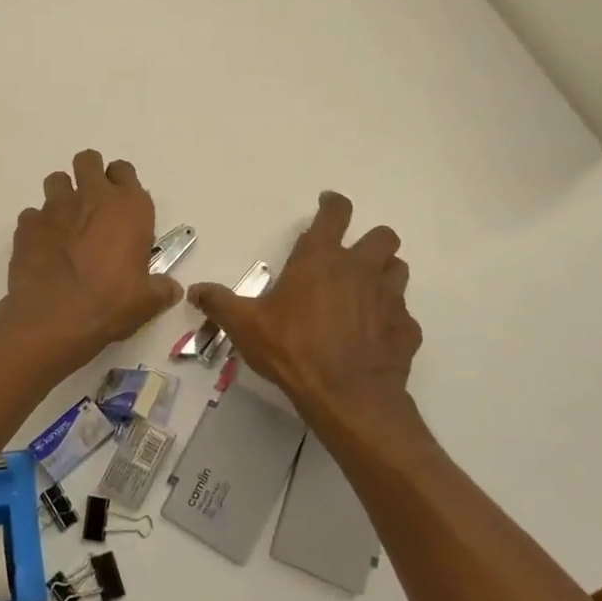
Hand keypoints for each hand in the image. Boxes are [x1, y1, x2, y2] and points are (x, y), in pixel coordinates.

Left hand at [7, 151, 183, 359]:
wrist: (54, 317)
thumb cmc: (110, 304)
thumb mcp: (147, 301)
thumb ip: (161, 288)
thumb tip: (170, 288)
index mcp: (128, 207)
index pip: (125, 171)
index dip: (121, 183)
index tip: (121, 205)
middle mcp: (92, 197)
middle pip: (88, 161)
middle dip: (89, 174)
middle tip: (91, 203)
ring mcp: (55, 207)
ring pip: (56, 180)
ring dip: (61, 195)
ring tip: (64, 224)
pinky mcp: (28, 224)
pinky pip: (32, 215)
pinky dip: (38, 227)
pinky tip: (42, 249)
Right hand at [190, 191, 425, 447]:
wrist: (348, 397)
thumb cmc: (293, 349)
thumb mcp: (245, 326)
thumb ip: (219, 303)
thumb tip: (195, 290)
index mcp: (321, 259)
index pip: (336, 213)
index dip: (333, 203)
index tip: (328, 203)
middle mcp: (360, 269)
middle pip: (382, 236)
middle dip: (369, 240)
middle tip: (349, 257)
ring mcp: (389, 299)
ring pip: (398, 269)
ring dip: (384, 273)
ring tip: (364, 290)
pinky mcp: (406, 329)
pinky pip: (403, 314)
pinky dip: (390, 318)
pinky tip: (373, 335)